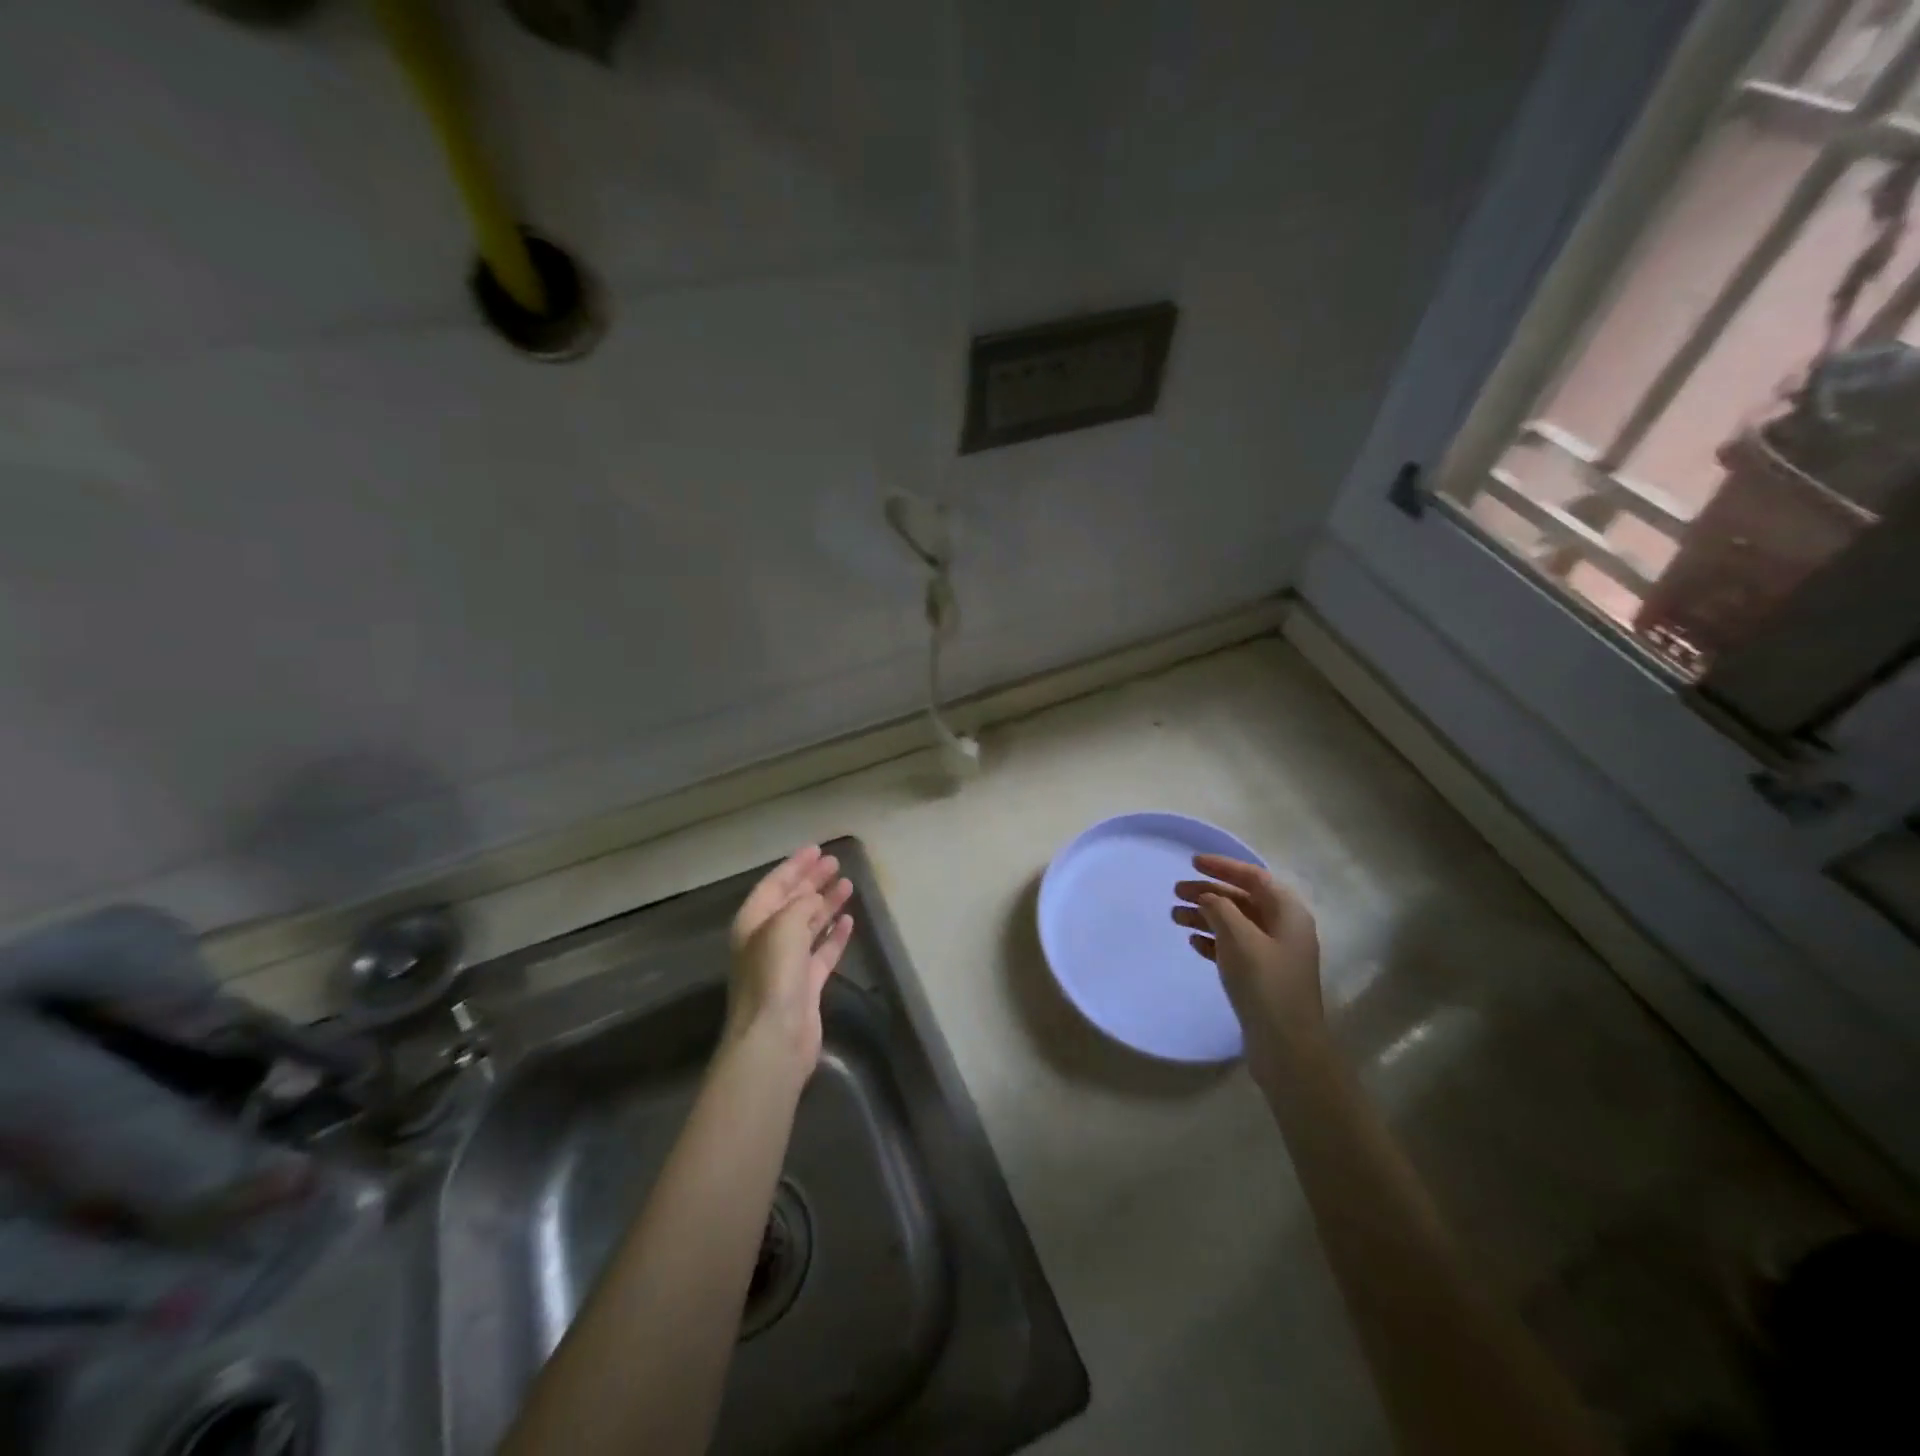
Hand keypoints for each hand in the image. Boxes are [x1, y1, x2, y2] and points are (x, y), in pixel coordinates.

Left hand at [724, 846, 854, 1070]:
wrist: (774, 1037)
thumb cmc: (773, 975)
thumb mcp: (784, 927)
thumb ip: (801, 906)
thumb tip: (814, 899)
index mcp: (753, 923)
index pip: (774, 885)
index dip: (794, 866)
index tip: (816, 850)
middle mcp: (767, 940)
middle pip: (791, 903)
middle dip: (811, 882)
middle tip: (835, 863)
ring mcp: (786, 963)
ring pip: (809, 925)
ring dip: (826, 905)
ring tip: (847, 885)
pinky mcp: (806, 984)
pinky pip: (822, 952)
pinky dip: (834, 935)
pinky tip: (849, 921)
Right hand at [1173, 854, 1322, 1086]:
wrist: (1286, 1045)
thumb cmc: (1264, 983)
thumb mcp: (1239, 938)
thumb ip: (1220, 908)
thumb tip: (1207, 897)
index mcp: (1288, 913)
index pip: (1254, 877)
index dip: (1223, 867)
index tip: (1193, 862)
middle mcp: (1284, 928)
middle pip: (1243, 899)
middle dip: (1209, 893)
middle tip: (1177, 891)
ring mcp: (1274, 954)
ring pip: (1235, 924)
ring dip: (1206, 916)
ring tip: (1175, 917)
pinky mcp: (1262, 976)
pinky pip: (1234, 947)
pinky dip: (1213, 940)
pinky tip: (1193, 942)